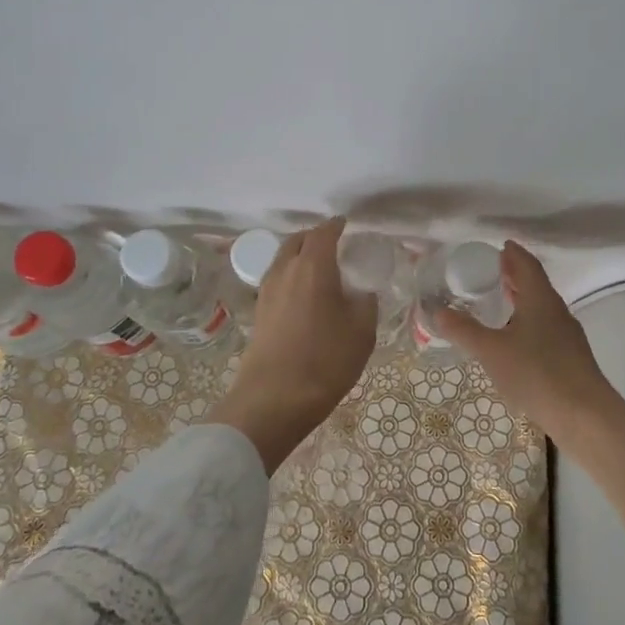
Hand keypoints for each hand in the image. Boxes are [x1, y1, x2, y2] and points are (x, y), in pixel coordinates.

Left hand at [214, 218, 376, 471]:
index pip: (323, 233)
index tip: (347, 225)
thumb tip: (362, 292)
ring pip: (283, 259)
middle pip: (297, 240)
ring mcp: (266, 291)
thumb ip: (365, 303)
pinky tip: (305, 293)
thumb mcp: (362, 332)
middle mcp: (284, 270)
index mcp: (312, 267)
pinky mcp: (258, 312)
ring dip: (300, 256)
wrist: (274, 400)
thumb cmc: (324, 361)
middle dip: (315, 237)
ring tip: (320, 269)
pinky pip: (277, 279)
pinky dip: (291, 275)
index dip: (336, 226)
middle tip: (334, 245)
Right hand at [436, 241, 613, 433]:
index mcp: (540, 299)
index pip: (527, 264)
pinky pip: (545, 327)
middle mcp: (557, 310)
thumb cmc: (536, 373)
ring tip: (498, 302)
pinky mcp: (570, 357)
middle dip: (514, 274)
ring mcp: (567, 335)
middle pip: (535, 283)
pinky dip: (527, 321)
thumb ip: (463, 330)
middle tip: (490, 271)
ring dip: (521, 299)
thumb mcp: (491, 351)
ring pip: (541, 307)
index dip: (513, 253)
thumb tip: (437, 311)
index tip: (499, 246)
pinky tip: (514, 338)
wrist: (585, 416)